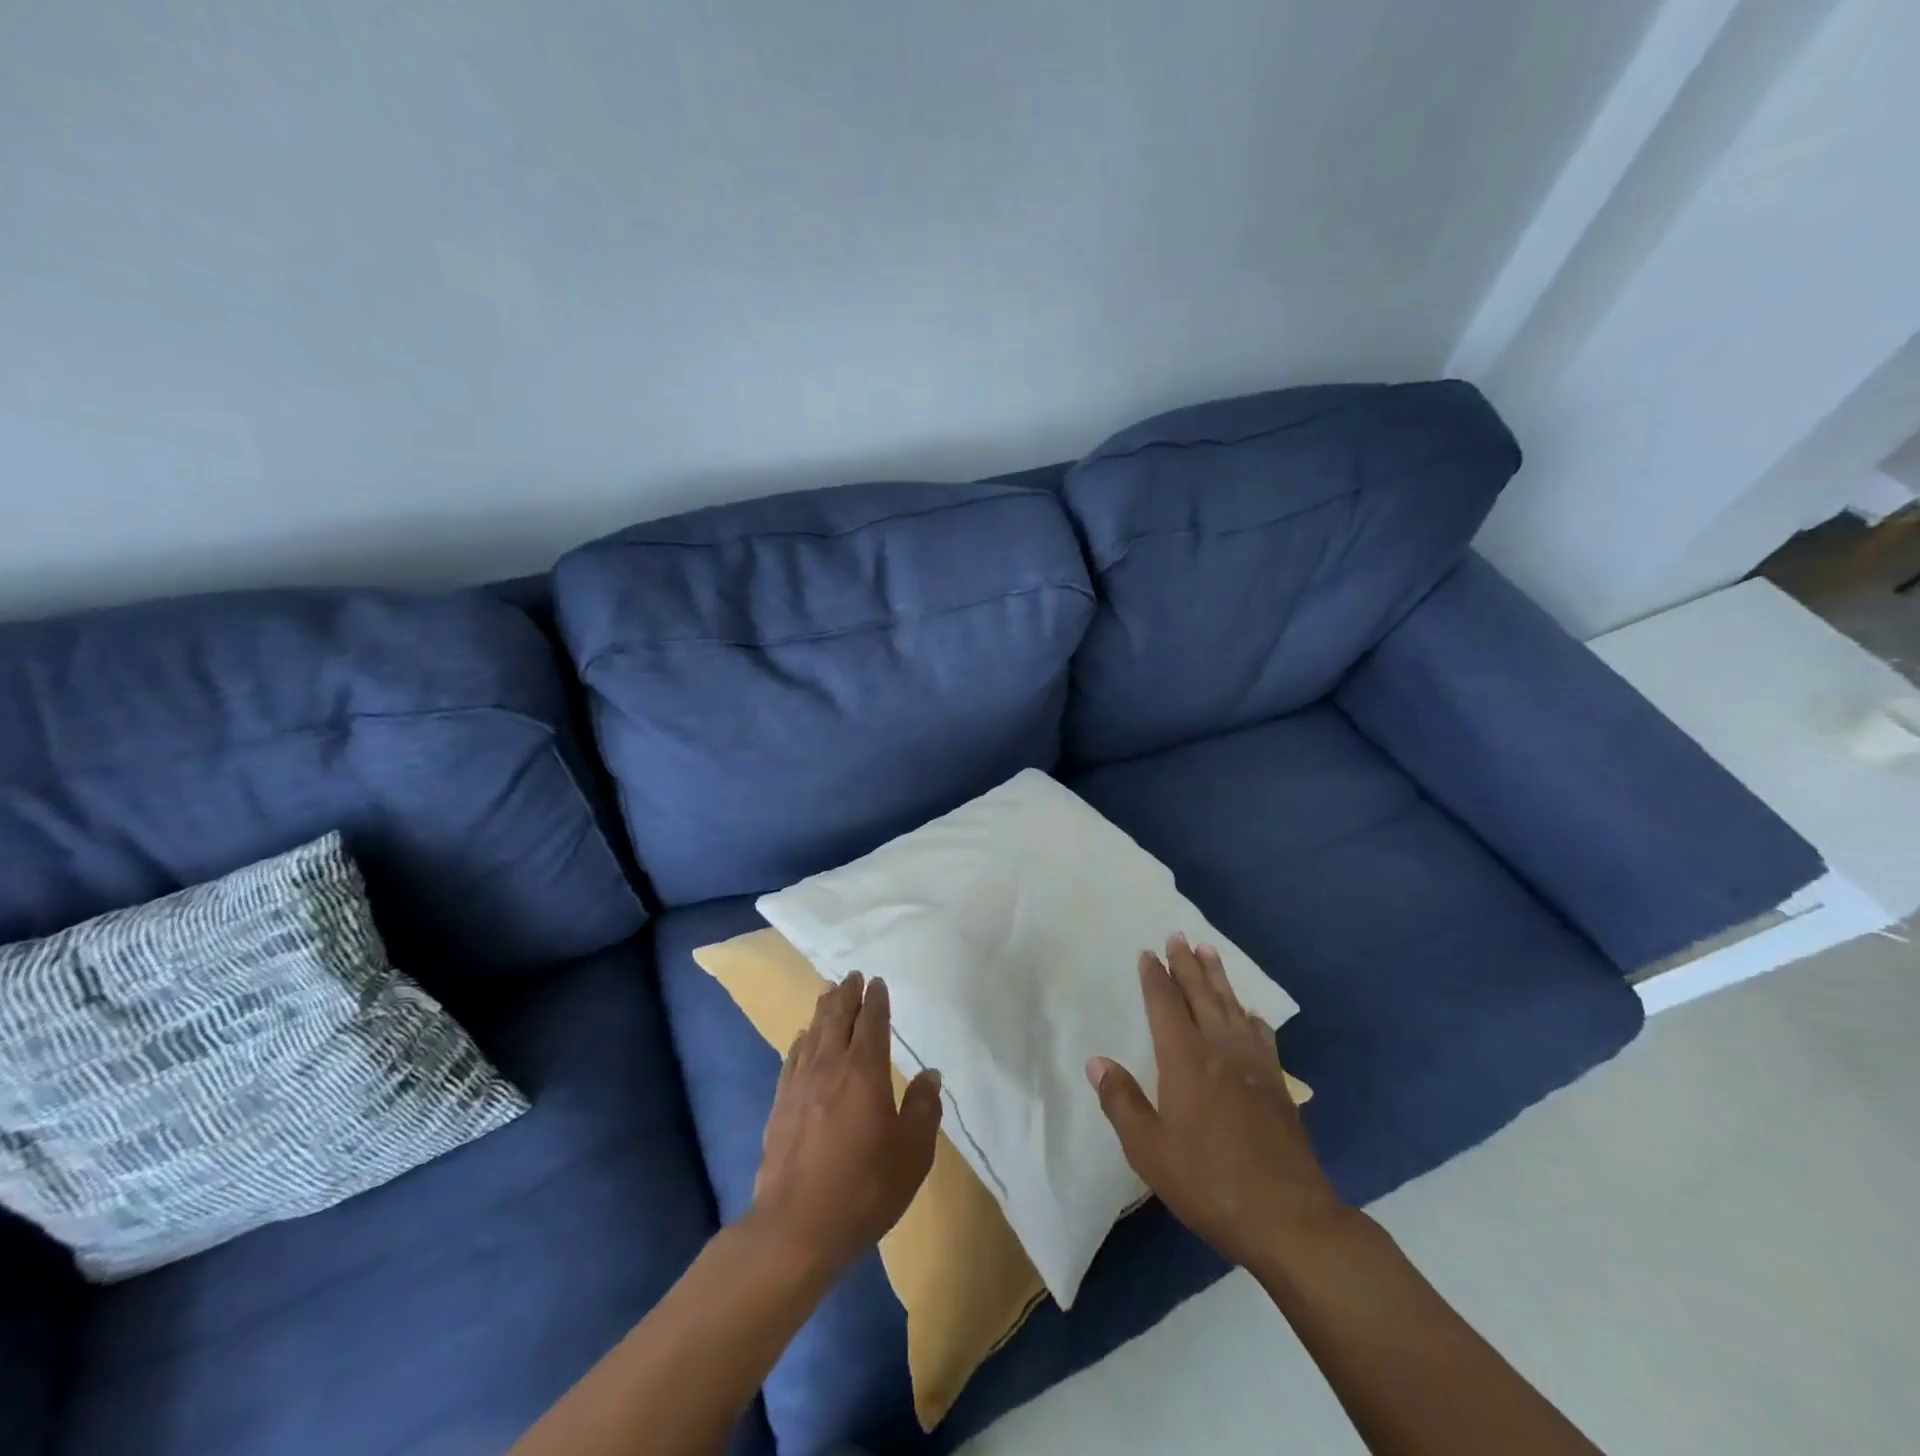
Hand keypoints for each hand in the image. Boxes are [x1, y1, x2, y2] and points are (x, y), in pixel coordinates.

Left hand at [748, 972, 942, 1276]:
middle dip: (847, 994)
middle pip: (838, 1019)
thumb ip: (923, 1109)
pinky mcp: (780, 1105)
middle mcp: (830, 1067)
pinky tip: (802, 1038)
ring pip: (814, 1033)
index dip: (875, 1000)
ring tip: (828, 992)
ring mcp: (800, 1085)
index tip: (877, 982)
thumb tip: (930, 1074)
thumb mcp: (912, 1153)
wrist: (797, 1228)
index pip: (872, 1023)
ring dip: (823, 1010)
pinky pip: (792, 1059)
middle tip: (851, 976)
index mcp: (865, 1071)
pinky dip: (801, 1041)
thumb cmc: (865, 1188)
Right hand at [1088, 936, 1343, 1270]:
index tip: (1148, 953)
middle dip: (1186, 965)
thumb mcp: (1149, 1150)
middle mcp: (1220, 1050)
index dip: (1154, 978)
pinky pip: (1260, 1035)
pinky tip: (1249, 1014)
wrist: (1288, 1217)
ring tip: (1209, 952)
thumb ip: (1122, 1102)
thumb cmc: (1208, 1182)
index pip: (1165, 1005)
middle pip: (1200, 995)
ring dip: (1218, 978)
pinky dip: (1250, 1016)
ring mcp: (1254, 1065)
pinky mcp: (1278, 1085)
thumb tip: (1097, 1062)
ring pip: (1232, 1007)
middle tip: (1178, 936)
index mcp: (1185, 1060)